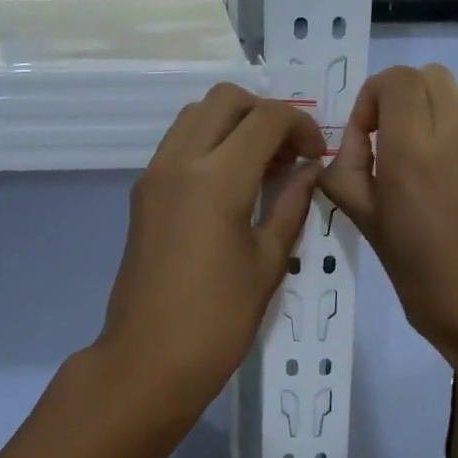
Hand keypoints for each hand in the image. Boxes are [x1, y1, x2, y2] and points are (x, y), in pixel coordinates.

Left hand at [94, 84, 323, 427]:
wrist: (149, 358)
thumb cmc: (219, 319)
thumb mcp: (268, 261)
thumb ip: (292, 204)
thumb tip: (310, 170)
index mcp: (218, 177)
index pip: (266, 118)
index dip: (301, 126)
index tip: (315, 155)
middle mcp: (180, 161)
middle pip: (225, 99)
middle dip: (264, 113)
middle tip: (286, 153)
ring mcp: (154, 174)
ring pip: (195, 115)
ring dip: (232, 123)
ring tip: (259, 166)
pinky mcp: (141, 192)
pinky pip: (177, 143)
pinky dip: (207, 142)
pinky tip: (229, 183)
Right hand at [318, 65, 457, 401]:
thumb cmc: (430, 282)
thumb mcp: (371, 231)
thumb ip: (347, 179)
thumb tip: (345, 153)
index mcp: (415, 149)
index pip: (394, 80)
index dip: (370, 100)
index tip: (363, 143)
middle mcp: (457, 132)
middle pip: (426, 76)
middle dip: (396, 99)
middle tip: (382, 146)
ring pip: (451, 95)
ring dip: (423, 114)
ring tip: (410, 167)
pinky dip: (447, 132)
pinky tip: (440, 183)